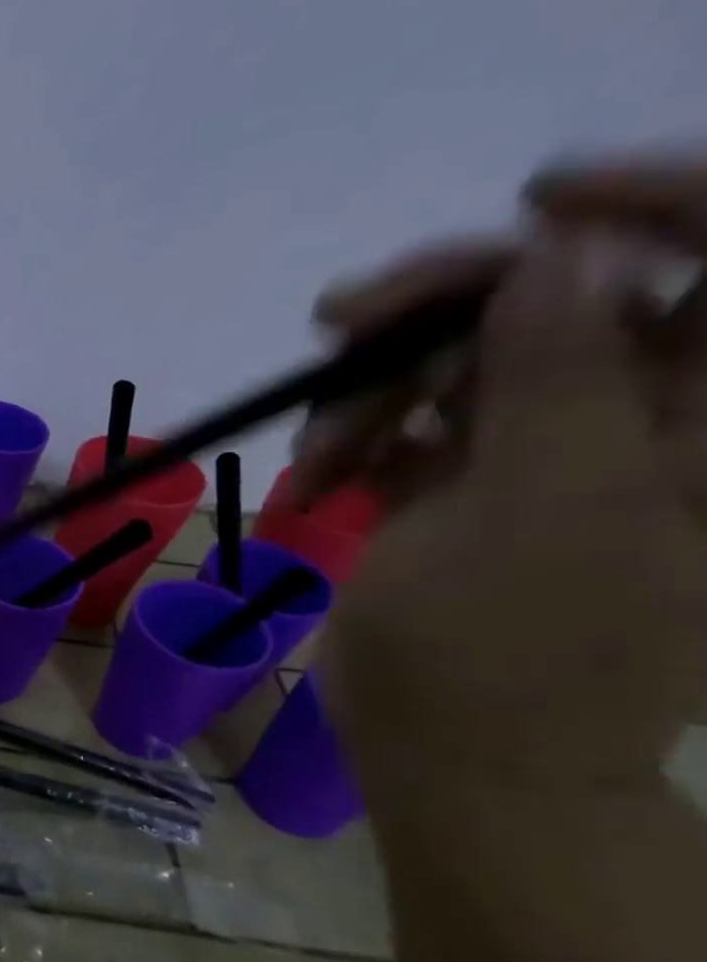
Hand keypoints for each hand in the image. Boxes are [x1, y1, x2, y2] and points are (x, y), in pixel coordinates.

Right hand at [298, 157, 706, 785]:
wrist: (454, 759)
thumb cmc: (510, 654)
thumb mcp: (541, 510)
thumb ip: (560, 374)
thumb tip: (556, 251)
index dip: (648, 204)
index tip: (527, 202)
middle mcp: (647, 420)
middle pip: (563, 300)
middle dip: (446, 305)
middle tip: (336, 325)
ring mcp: (547, 455)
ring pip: (464, 363)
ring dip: (373, 391)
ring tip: (313, 454)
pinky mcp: (465, 490)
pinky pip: (412, 424)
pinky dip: (355, 439)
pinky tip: (315, 480)